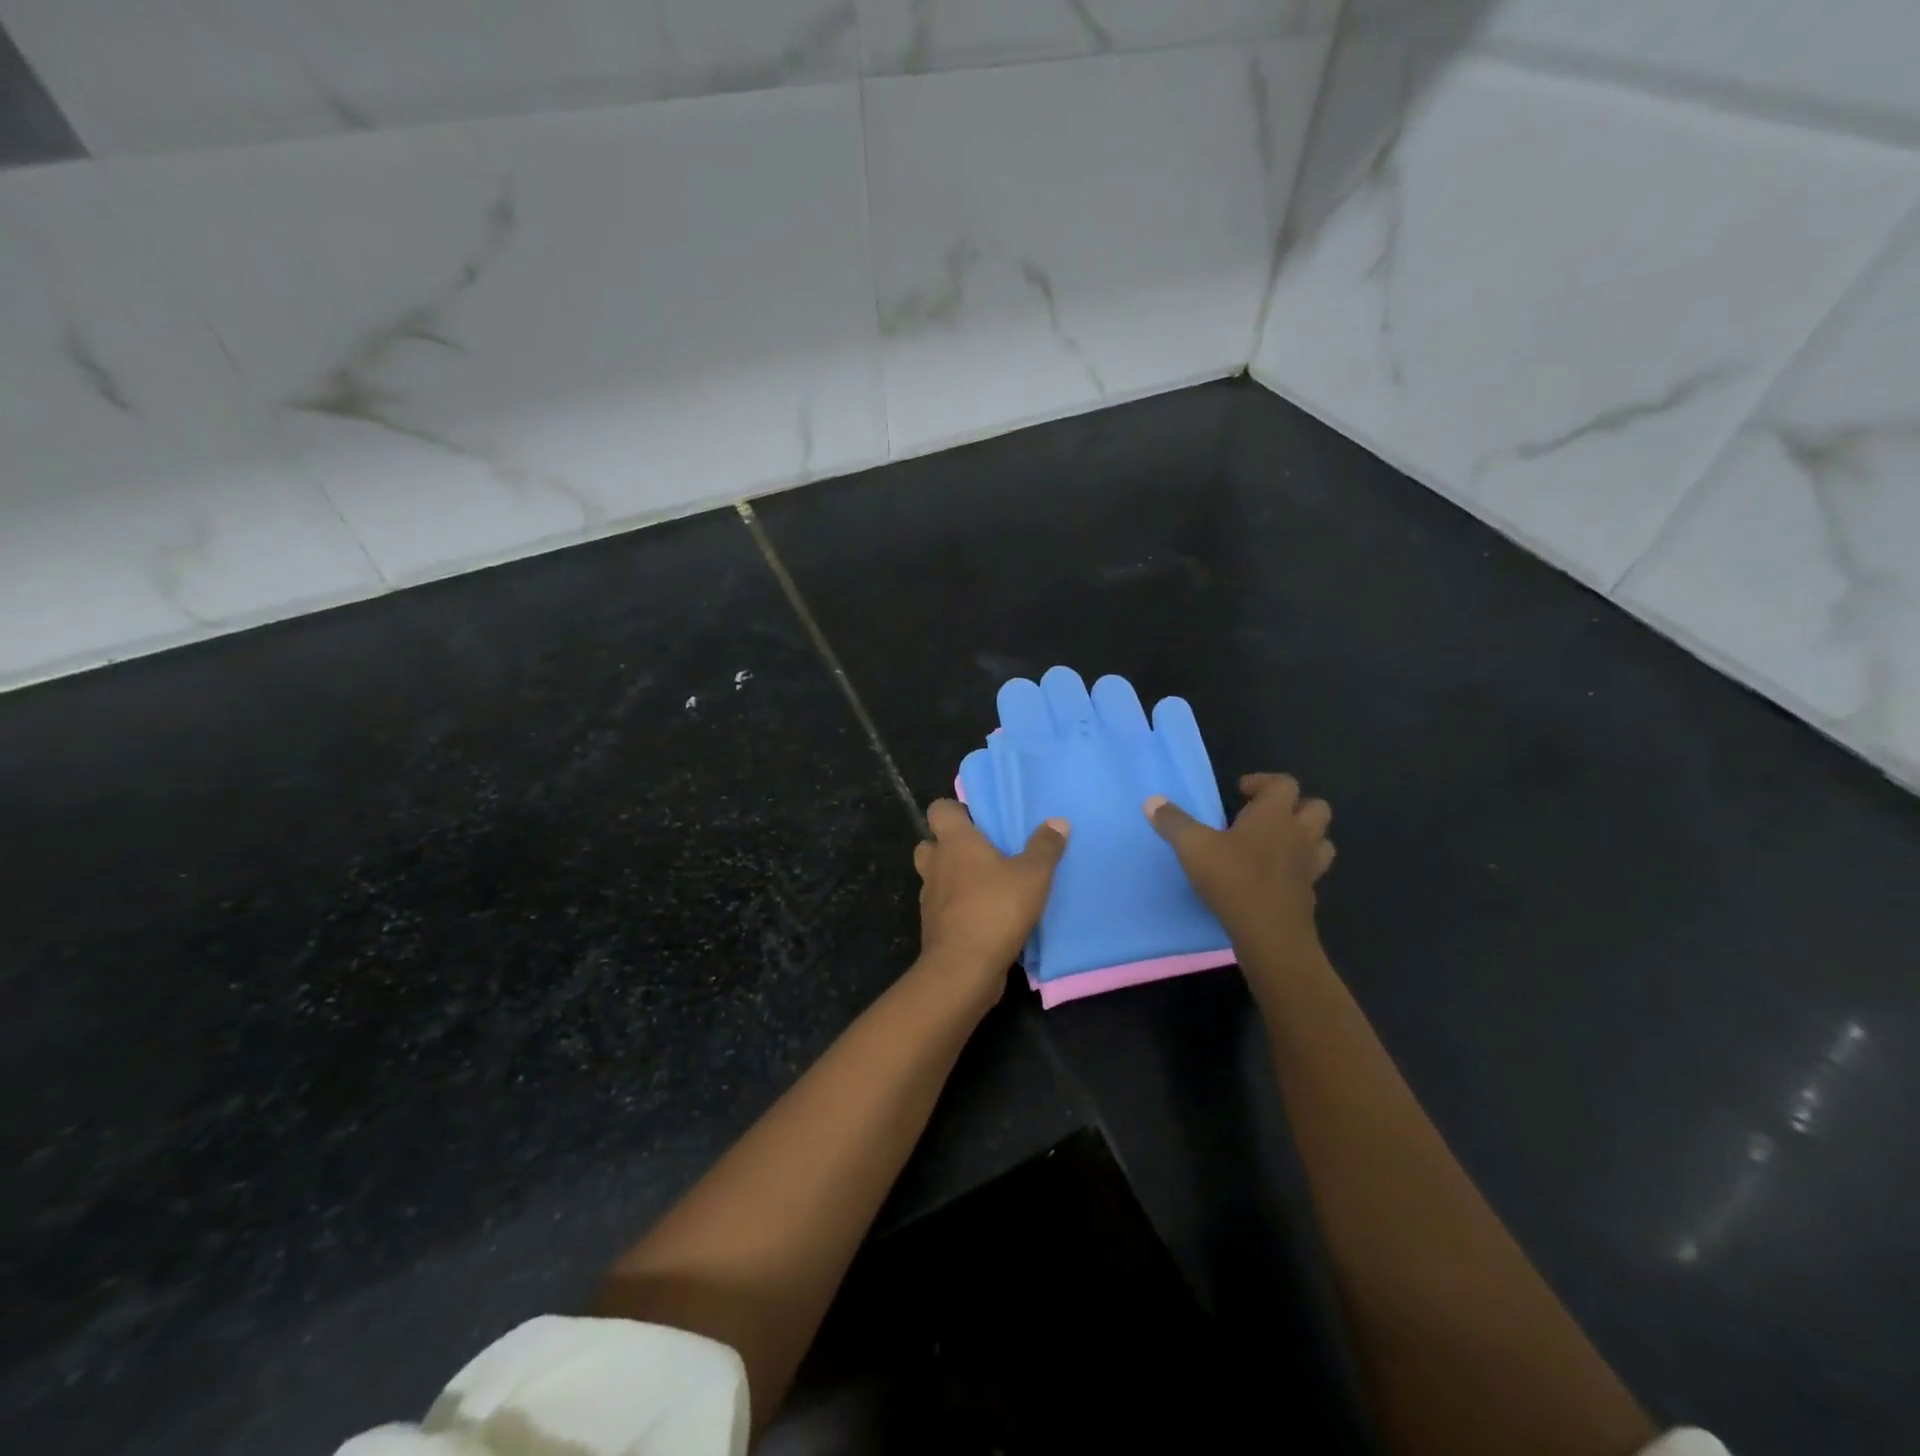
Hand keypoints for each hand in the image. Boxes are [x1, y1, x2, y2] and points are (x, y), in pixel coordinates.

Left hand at [913, 799, 1068, 1006]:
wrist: (964, 968)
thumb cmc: (996, 909)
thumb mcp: (1033, 875)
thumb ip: (1045, 847)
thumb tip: (1058, 821)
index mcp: (955, 842)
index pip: (939, 809)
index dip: (955, 810)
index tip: (979, 819)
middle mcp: (935, 864)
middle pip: (930, 843)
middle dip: (949, 845)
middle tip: (982, 852)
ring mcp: (930, 897)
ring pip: (936, 877)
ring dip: (953, 878)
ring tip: (986, 884)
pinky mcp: (933, 926)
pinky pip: (943, 907)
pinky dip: (957, 907)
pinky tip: (985, 915)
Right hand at [1145, 773, 1334, 964]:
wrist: (1270, 936)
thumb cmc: (1234, 880)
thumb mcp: (1193, 847)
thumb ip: (1173, 822)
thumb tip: (1152, 801)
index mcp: (1275, 815)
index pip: (1284, 783)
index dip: (1264, 781)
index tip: (1240, 791)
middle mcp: (1299, 835)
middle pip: (1316, 807)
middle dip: (1294, 806)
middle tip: (1263, 815)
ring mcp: (1309, 866)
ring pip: (1321, 840)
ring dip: (1304, 836)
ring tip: (1276, 844)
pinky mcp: (1309, 895)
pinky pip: (1311, 873)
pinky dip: (1297, 870)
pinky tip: (1274, 878)